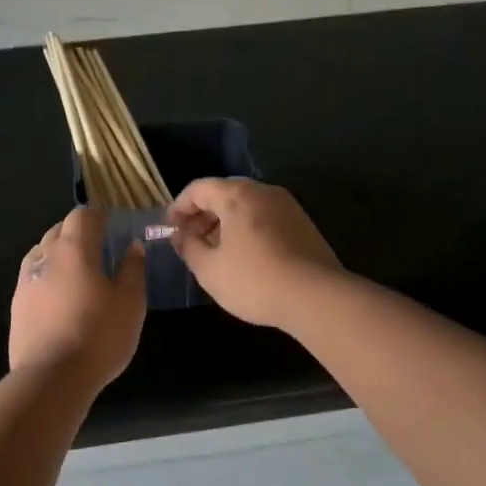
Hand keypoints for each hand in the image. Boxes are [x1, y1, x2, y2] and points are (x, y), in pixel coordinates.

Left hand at [9, 207, 145, 386]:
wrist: (52, 377)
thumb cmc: (99, 335)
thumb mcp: (130, 302)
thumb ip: (132, 269)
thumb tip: (132, 246)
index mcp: (74, 249)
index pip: (82, 216)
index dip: (98, 216)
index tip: (113, 225)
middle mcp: (45, 256)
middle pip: (59, 230)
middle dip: (78, 232)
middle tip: (99, 247)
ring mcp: (25, 281)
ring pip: (42, 252)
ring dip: (60, 253)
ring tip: (79, 271)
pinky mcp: (16, 305)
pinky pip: (33, 277)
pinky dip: (48, 276)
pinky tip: (60, 296)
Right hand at [168, 178, 342, 328]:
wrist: (316, 297)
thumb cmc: (254, 280)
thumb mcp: (209, 270)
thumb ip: (189, 248)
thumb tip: (181, 236)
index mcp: (237, 195)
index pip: (198, 188)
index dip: (178, 207)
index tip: (169, 229)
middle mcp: (264, 192)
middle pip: (224, 193)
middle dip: (202, 215)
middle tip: (189, 240)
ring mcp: (287, 206)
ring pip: (246, 206)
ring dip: (224, 223)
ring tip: (214, 252)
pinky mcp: (302, 225)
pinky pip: (264, 218)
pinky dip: (246, 230)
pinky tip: (243, 257)